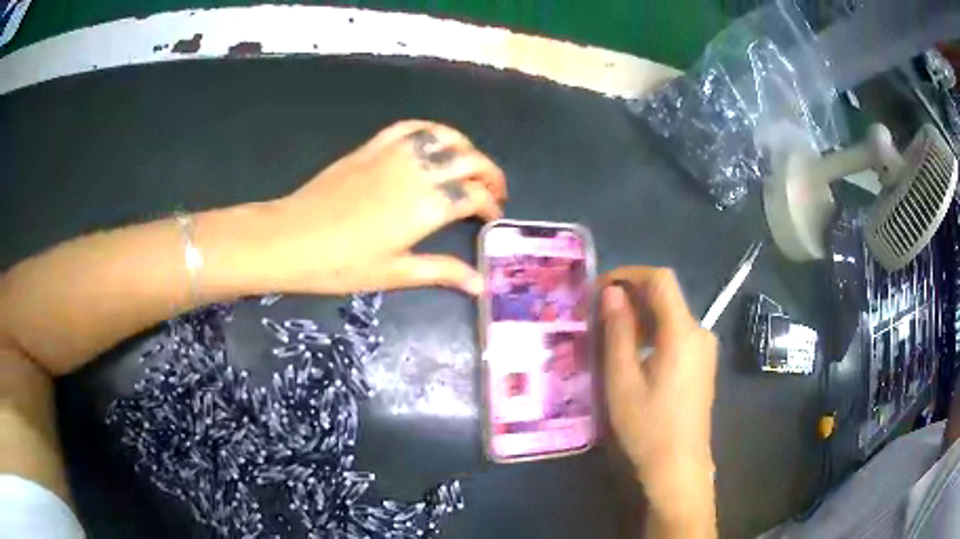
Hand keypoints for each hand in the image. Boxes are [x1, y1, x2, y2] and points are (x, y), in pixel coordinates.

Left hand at [264, 120, 506, 295]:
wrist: (292, 238)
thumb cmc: (342, 264)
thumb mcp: (395, 273)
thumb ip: (442, 272)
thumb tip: (481, 284)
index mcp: (428, 206)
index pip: (475, 196)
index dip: (491, 205)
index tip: (493, 217)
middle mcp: (419, 172)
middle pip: (470, 161)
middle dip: (490, 175)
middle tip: (493, 192)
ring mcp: (394, 154)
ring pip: (445, 137)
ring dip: (467, 148)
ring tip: (471, 164)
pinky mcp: (373, 146)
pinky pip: (411, 127)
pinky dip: (431, 130)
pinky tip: (435, 142)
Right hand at [600, 268, 716, 501]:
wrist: (679, 466)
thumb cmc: (648, 426)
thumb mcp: (623, 380)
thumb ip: (618, 331)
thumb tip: (611, 292)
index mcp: (682, 332)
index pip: (660, 279)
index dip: (629, 274)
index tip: (599, 288)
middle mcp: (699, 332)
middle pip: (666, 297)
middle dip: (631, 297)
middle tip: (597, 314)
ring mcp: (704, 349)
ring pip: (671, 316)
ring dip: (641, 316)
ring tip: (609, 334)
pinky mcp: (702, 363)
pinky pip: (677, 334)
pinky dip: (653, 333)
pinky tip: (633, 353)